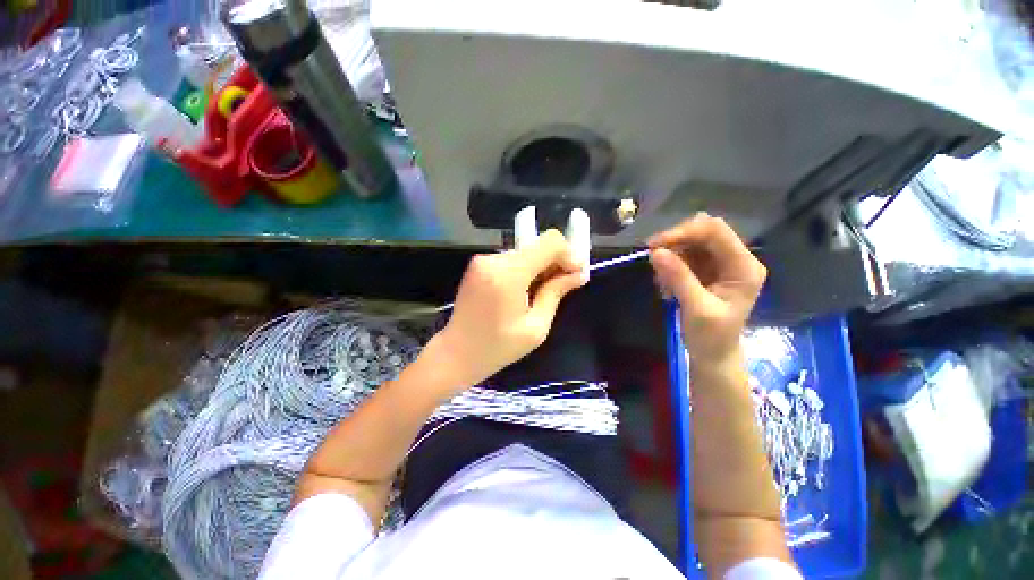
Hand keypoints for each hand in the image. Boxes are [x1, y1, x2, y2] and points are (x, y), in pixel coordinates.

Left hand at [435, 229, 586, 389]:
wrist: (456, 353)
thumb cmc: (497, 348)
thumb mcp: (535, 328)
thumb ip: (556, 293)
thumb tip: (579, 274)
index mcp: (508, 274)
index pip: (549, 242)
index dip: (568, 254)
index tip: (575, 274)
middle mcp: (494, 259)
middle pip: (538, 246)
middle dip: (555, 262)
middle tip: (563, 286)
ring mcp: (483, 260)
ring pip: (526, 252)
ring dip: (540, 267)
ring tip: (541, 293)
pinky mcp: (478, 264)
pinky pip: (512, 259)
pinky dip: (525, 270)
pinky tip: (524, 291)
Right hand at [647, 213, 766, 362]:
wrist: (713, 355)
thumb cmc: (711, 336)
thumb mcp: (696, 308)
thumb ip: (678, 278)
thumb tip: (656, 252)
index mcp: (743, 267)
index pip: (716, 231)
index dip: (684, 232)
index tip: (655, 245)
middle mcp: (735, 259)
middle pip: (703, 232)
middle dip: (675, 242)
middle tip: (652, 257)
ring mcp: (720, 264)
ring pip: (691, 243)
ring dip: (671, 257)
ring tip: (661, 282)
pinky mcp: (706, 270)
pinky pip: (684, 256)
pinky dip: (670, 266)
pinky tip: (665, 285)